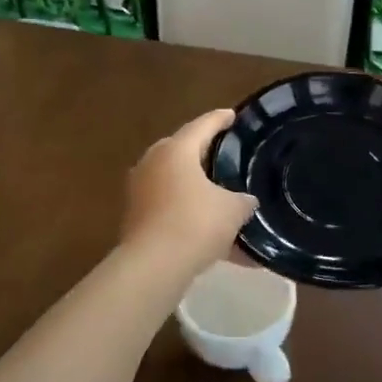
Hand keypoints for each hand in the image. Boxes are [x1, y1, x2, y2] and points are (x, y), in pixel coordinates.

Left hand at [122, 109, 258, 275]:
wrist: (153, 266)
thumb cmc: (195, 223)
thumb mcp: (232, 210)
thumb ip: (242, 200)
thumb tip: (245, 200)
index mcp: (176, 150)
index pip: (203, 125)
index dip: (220, 119)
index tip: (233, 115)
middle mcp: (153, 163)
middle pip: (182, 151)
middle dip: (204, 153)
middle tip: (226, 156)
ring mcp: (140, 190)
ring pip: (174, 181)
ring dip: (196, 188)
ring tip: (220, 197)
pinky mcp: (135, 217)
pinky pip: (169, 208)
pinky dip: (188, 215)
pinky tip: (211, 235)